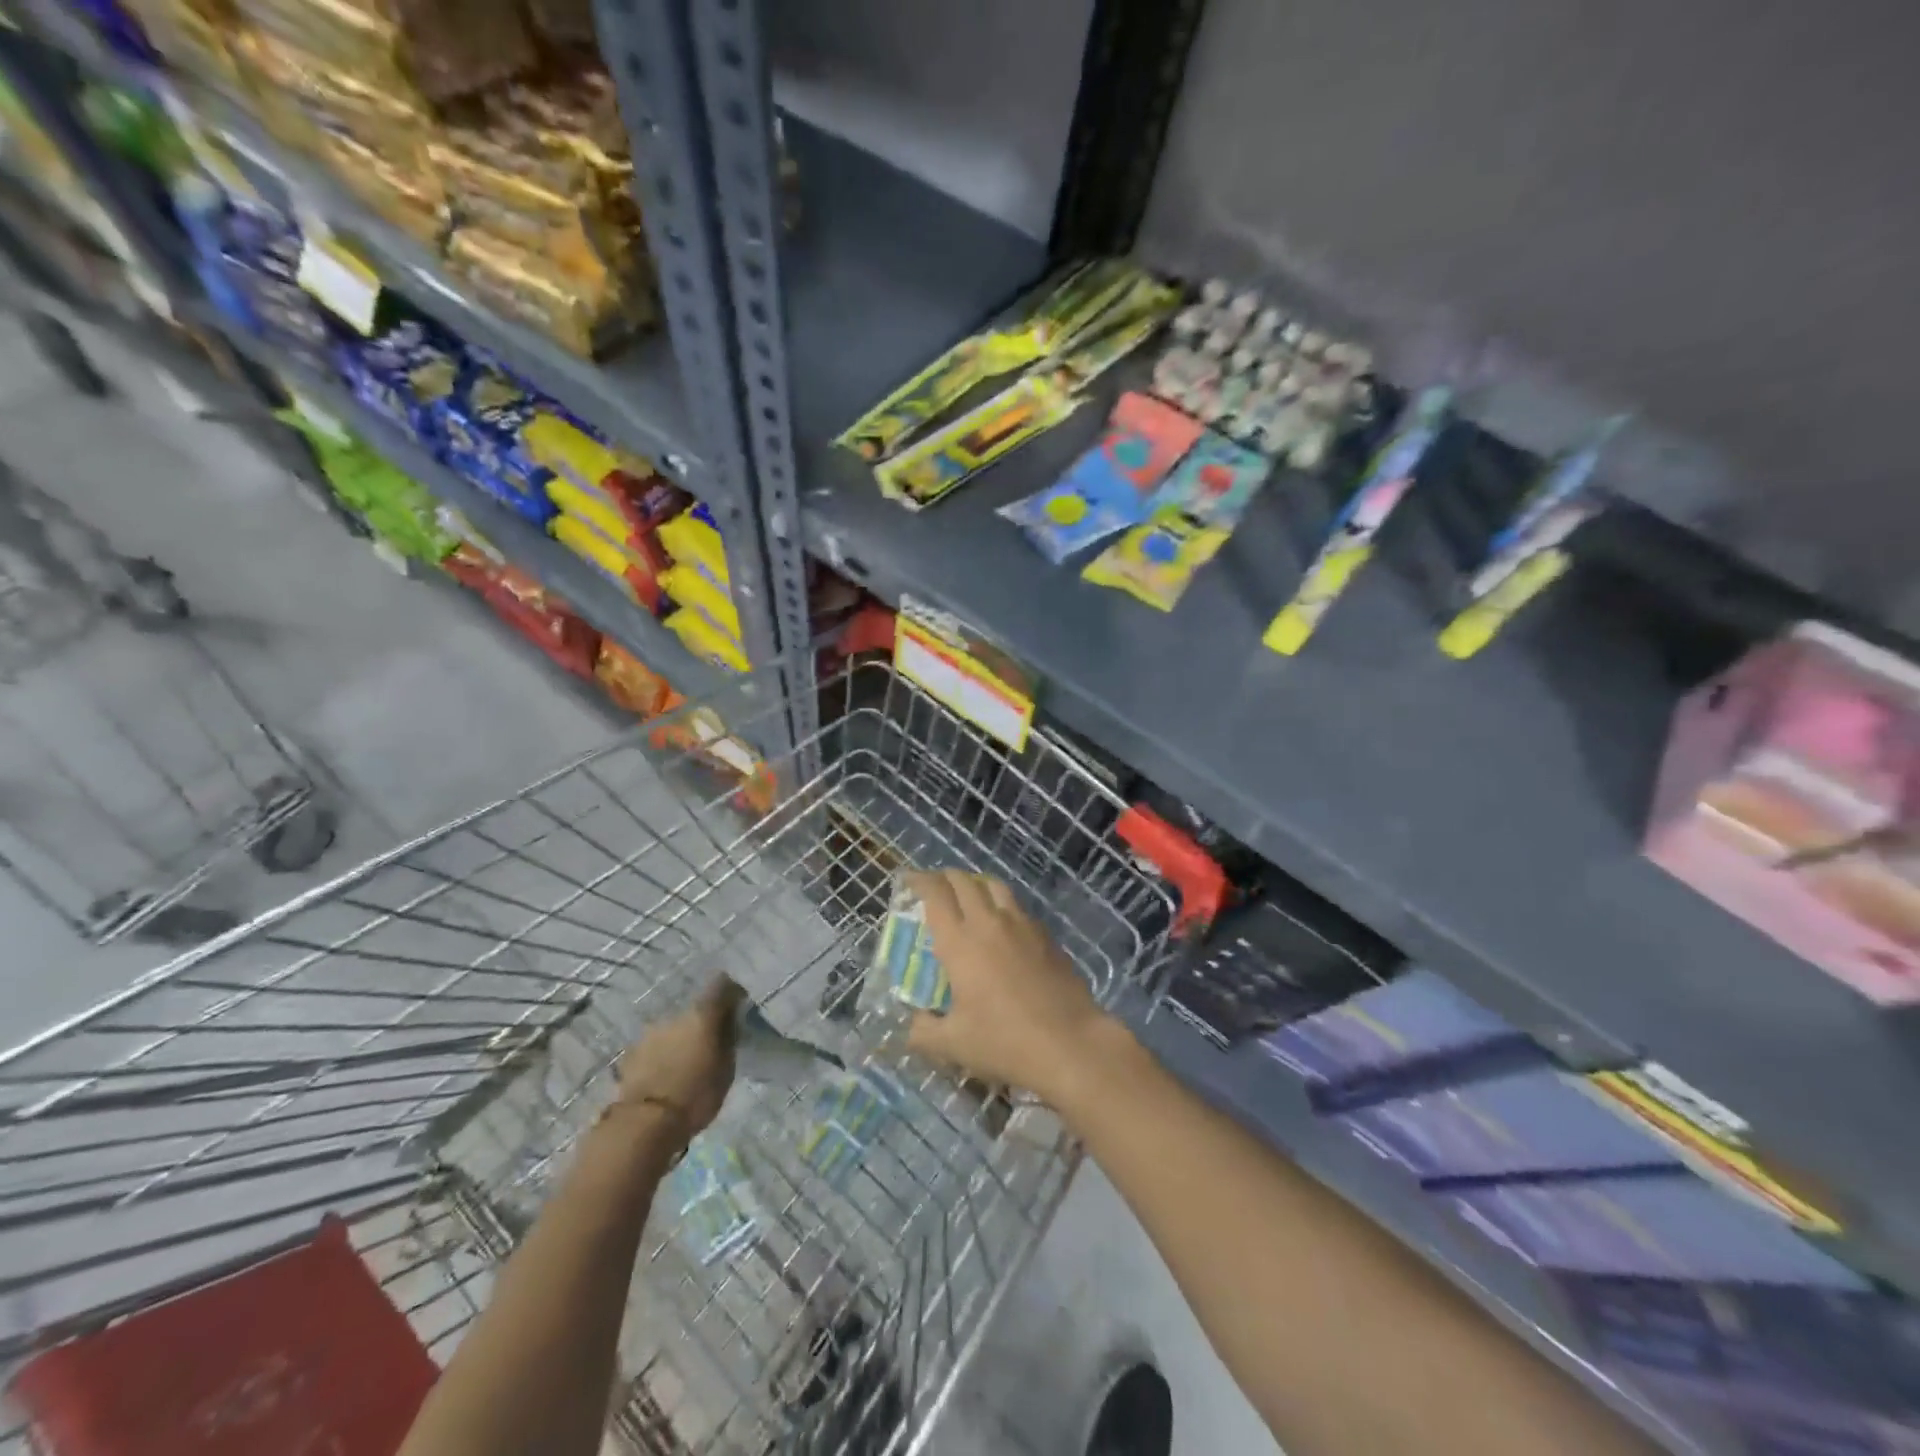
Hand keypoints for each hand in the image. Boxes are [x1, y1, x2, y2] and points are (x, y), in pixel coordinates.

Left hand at [615, 975, 744, 1144]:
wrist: (644, 1124)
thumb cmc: (696, 1095)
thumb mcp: (726, 1069)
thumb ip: (728, 1039)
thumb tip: (730, 1020)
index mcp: (702, 1014)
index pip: (721, 985)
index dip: (730, 992)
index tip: (736, 1006)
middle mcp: (675, 1015)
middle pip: (695, 1011)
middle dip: (702, 1025)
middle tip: (709, 1047)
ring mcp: (649, 1034)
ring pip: (672, 1030)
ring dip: (680, 1041)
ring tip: (684, 1066)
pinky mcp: (630, 1054)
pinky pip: (654, 1048)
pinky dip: (662, 1056)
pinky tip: (665, 1076)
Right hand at [904, 870, 1113, 1104]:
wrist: (1070, 1042)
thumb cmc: (1005, 1041)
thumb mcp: (953, 1045)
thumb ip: (924, 1031)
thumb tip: (914, 1023)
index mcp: (960, 942)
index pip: (935, 895)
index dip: (920, 881)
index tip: (910, 880)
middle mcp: (989, 922)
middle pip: (964, 882)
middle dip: (946, 878)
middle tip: (936, 887)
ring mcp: (1022, 925)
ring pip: (995, 886)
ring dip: (976, 884)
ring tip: (970, 897)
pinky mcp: (1046, 935)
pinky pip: (1018, 907)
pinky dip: (1002, 904)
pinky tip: (1003, 925)